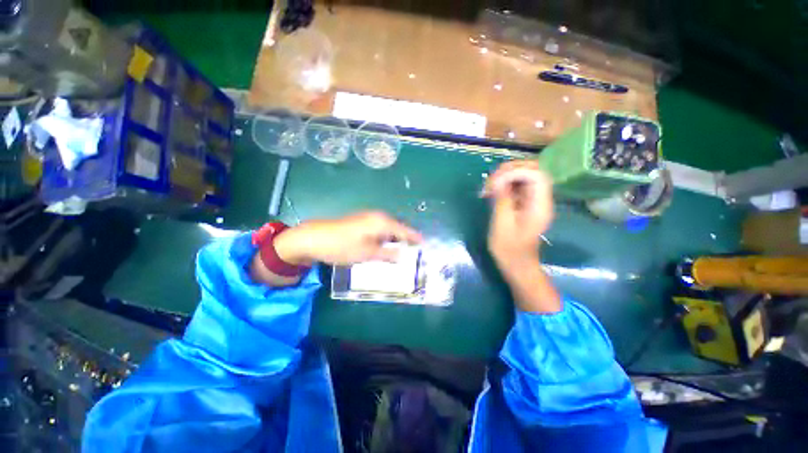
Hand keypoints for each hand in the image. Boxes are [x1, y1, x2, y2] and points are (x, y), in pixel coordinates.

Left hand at [274, 211, 422, 265]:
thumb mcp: (367, 253)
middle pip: (397, 227)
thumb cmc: (342, 246)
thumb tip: (402, 255)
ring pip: (387, 228)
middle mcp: (377, 216)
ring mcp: (368, 218)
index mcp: (382, 222)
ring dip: (395, 238)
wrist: (314, 238)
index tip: (424, 243)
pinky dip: (385, 237)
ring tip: (402, 250)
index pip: (404, 230)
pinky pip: (379, 229)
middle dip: (405, 238)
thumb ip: (387, 254)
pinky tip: (384, 246)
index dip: (414, 237)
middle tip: (414, 250)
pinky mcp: (360, 222)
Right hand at [482, 160, 559, 312]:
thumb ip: (502, 200)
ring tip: (488, 188)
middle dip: (509, 171)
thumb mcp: (502, 225)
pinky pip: (516, 186)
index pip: (536, 175)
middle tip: (490, 182)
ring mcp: (532, 201)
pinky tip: (491, 193)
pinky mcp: (524, 204)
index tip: (495, 183)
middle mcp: (540, 199)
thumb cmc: (509, 249)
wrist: (516, 264)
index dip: (515, 172)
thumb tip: (498, 179)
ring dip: (504, 177)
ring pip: (523, 176)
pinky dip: (502, 185)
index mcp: (540, 205)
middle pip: (532, 171)